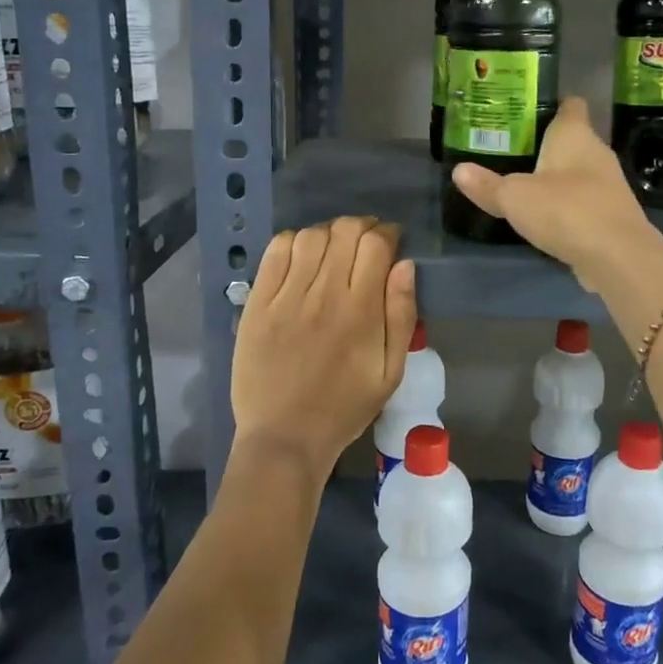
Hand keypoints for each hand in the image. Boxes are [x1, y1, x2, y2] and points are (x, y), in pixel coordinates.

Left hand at [230, 216, 416, 483]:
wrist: (284, 437)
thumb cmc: (345, 407)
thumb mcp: (390, 371)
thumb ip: (401, 315)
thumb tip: (405, 265)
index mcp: (360, 311)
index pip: (376, 244)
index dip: (387, 233)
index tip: (391, 241)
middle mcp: (323, 294)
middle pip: (344, 231)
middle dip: (362, 227)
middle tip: (365, 242)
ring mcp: (286, 296)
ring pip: (311, 236)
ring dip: (329, 232)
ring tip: (334, 248)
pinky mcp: (257, 303)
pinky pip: (275, 252)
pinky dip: (293, 242)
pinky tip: (302, 256)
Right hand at [450, 97, 657, 288]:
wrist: (618, 256)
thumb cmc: (565, 210)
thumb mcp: (514, 197)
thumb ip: (487, 185)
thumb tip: (459, 170)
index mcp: (575, 134)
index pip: (570, 104)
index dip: (551, 104)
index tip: (525, 112)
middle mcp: (597, 152)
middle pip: (572, 139)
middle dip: (546, 144)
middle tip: (511, 150)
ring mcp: (609, 184)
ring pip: (579, 171)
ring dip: (557, 177)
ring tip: (525, 183)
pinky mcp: (612, 215)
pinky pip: (585, 201)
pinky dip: (568, 205)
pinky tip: (547, 217)